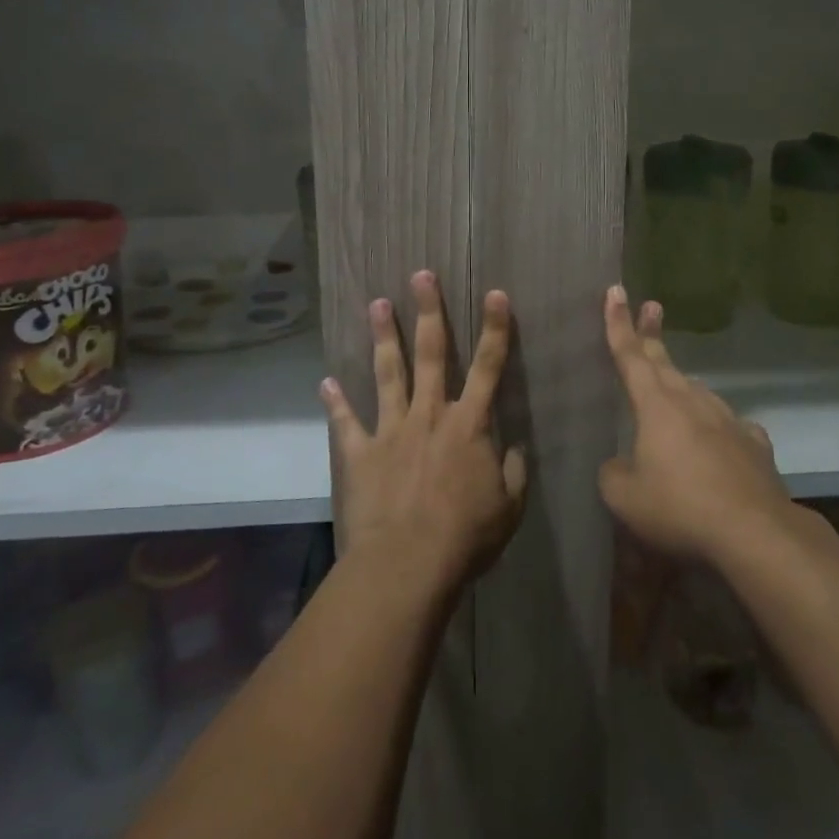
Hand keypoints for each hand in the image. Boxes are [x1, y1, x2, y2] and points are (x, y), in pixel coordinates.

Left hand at [322, 271, 527, 591]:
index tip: (495, 293)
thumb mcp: (508, 507)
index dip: (495, 328)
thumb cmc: (465, 536)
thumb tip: (513, 447)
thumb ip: (513, 470)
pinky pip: (346, 422)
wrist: (406, 564)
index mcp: (469, 424)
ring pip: (389, 373)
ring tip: (377, 303)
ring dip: (384, 337)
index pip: (489, 366)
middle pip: (433, 353)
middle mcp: (429, 414)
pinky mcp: (360, 452)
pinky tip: (325, 383)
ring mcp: (391, 429)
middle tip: (421, 275)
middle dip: (429, 311)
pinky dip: (335, 403)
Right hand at [598, 286, 789, 562]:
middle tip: (651, 306)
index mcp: (656, 405)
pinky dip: (716, 426)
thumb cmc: (680, 507)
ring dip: (681, 383)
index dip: (618, 323)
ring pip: (697, 392)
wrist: (755, 533)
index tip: (616, 291)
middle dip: (651, 334)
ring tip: (672, 388)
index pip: (630, 355)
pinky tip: (719, 438)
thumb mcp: (624, 497)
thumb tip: (620, 464)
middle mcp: (692, 401)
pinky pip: (728, 426)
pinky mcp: (754, 444)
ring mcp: (728, 420)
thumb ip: (613, 473)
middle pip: (665, 362)